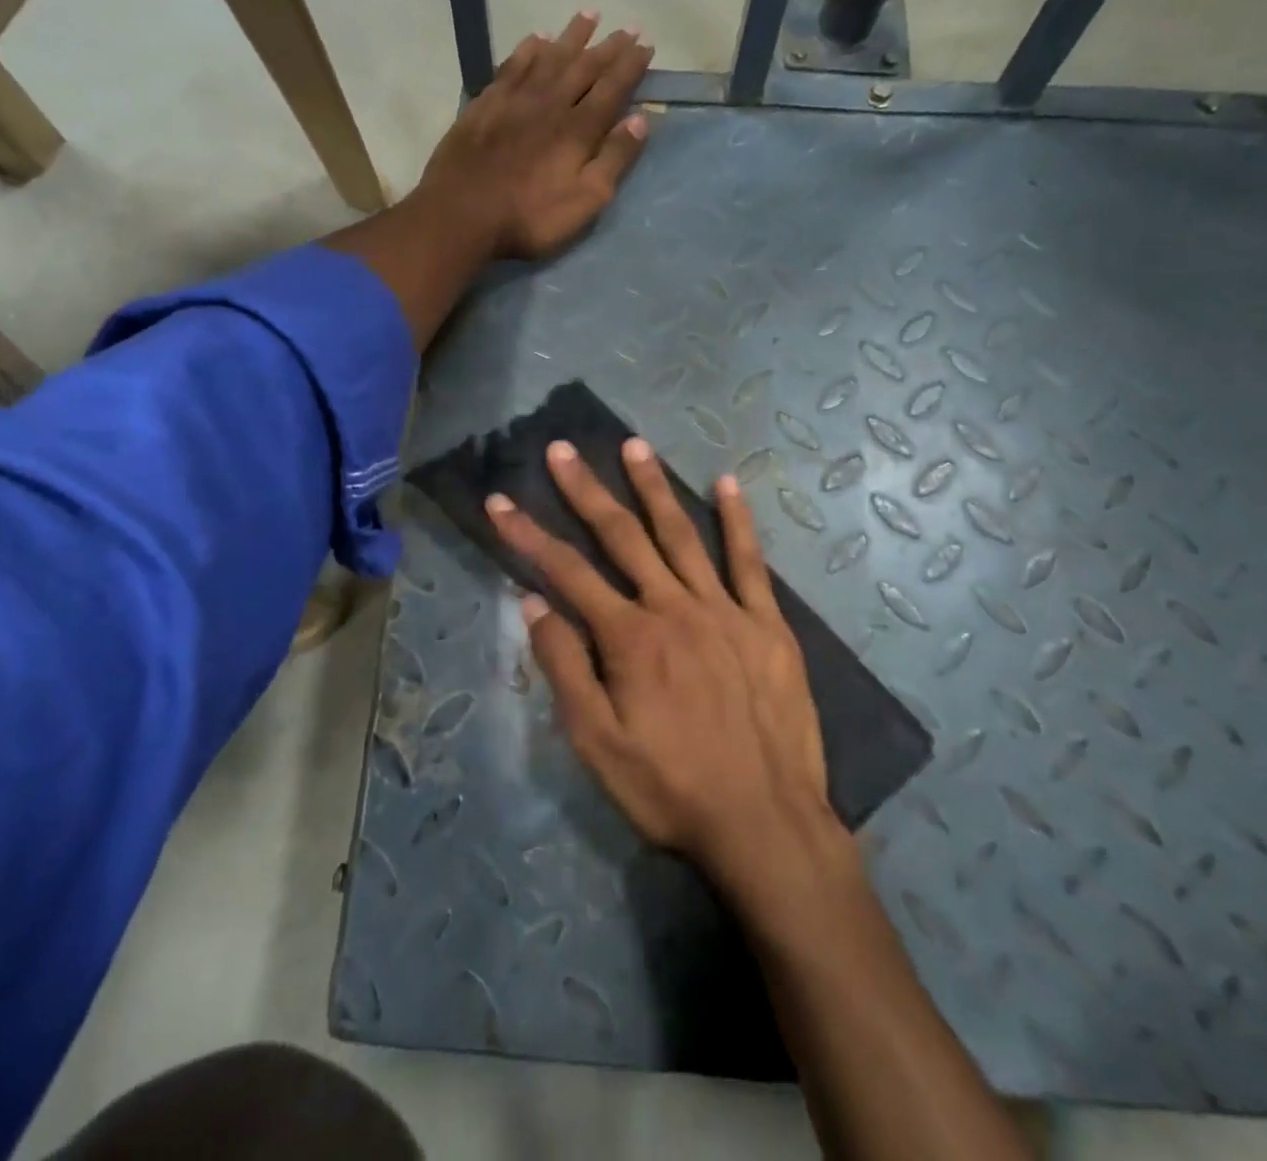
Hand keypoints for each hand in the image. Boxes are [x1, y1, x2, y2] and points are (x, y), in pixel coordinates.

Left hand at [414, 12, 654, 259]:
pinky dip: (528, 49)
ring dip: (571, 36)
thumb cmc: (529, 217)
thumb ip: (613, 160)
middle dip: (608, 46)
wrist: (462, 213)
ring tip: (589, 15)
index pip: (612, 87)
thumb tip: (639, 120)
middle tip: (627, 27)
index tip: (646, 44)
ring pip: (549, 57)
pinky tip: (537, 39)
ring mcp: (515, 100)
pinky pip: (512, 66)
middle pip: (584, 67)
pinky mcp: (485, 104)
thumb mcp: (585, 201)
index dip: (631, 65)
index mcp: (578, 129)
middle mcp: (550, 103)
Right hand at [485, 438, 838, 889]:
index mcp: (629, 637)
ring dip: (653, 487)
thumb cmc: (670, 788)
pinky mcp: (767, 624)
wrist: (765, 822)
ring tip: (634, 445)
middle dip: (586, 491)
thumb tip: (533, 602)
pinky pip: (750, 562)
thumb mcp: (597, 743)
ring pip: (682, 535)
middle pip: (621, 537)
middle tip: (562, 449)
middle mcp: (673, 607)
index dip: (527, 534)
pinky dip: (737, 521)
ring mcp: (724, 610)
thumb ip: (564, 667)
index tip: (499, 501)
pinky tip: (726, 484)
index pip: (565, 571)